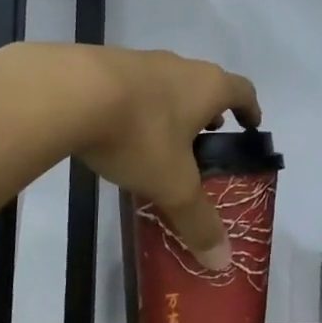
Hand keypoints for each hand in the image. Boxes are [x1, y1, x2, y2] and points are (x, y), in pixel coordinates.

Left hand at [74, 48, 261, 270]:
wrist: (70, 92)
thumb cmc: (139, 134)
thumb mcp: (172, 184)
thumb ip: (197, 220)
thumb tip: (222, 261)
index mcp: (209, 87)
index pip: (243, 91)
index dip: (250, 109)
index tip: (250, 125)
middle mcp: (181, 66)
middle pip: (206, 84)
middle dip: (209, 111)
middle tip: (206, 138)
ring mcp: (142, 61)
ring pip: (169, 83)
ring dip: (173, 107)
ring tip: (162, 139)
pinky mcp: (107, 63)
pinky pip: (135, 85)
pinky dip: (139, 105)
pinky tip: (121, 130)